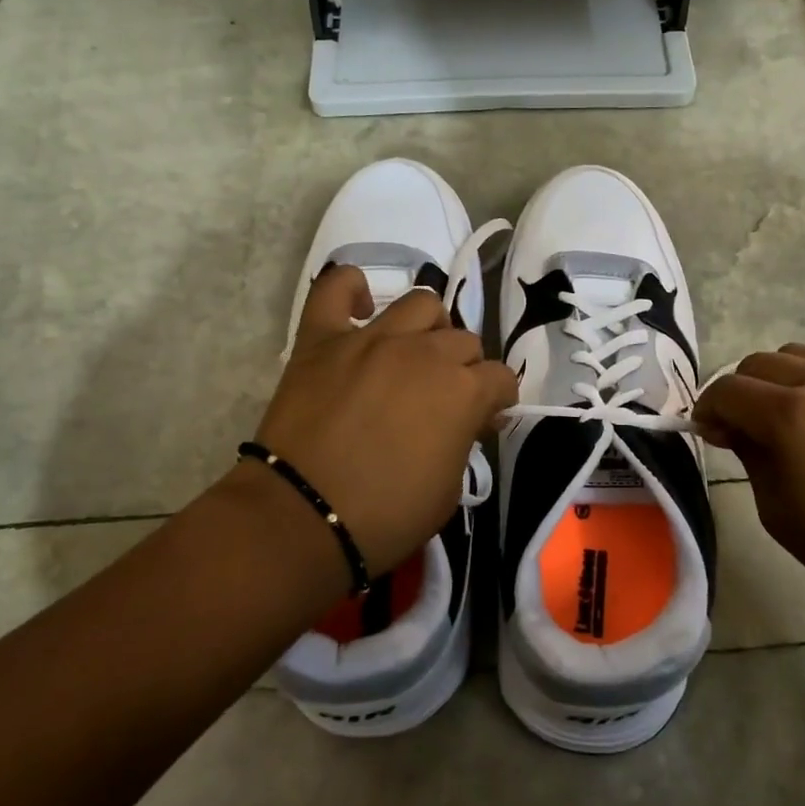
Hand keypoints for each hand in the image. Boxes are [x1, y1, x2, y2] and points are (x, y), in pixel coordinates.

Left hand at [242, 265, 517, 575]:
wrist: (302, 517)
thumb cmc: (385, 516)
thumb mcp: (449, 490)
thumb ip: (464, 441)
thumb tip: (470, 417)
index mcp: (463, 390)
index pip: (501, 378)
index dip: (497, 399)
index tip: (484, 419)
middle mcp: (424, 352)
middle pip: (464, 340)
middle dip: (464, 368)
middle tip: (445, 396)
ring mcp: (371, 338)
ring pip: (420, 304)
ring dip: (428, 327)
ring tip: (414, 352)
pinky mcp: (322, 338)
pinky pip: (336, 288)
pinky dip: (351, 288)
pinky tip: (361, 307)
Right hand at [694, 344, 804, 629]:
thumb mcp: (778, 510)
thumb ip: (750, 455)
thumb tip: (734, 428)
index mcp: (790, 416)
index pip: (727, 391)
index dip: (707, 410)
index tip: (709, 436)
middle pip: (758, 364)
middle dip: (739, 392)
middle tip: (740, 430)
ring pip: (798, 356)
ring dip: (776, 380)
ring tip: (783, 420)